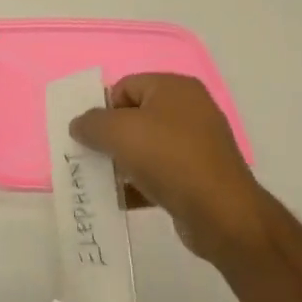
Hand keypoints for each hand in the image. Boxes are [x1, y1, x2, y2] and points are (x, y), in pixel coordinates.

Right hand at [69, 73, 265, 263]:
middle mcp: (190, 110)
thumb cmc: (168, 158)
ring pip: (146, 147)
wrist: (221, 214)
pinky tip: (122, 199)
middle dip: (111, 137)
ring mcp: (198, 145)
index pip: (125, 87)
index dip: (104, 109)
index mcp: (175, 88)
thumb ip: (91, 123)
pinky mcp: (200, 176)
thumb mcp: (118, 132)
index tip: (92, 135)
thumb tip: (79, 125)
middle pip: (135, 117)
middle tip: (94, 156)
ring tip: (105, 180)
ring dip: (123, 162)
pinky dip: (140, 183)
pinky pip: (160, 173)